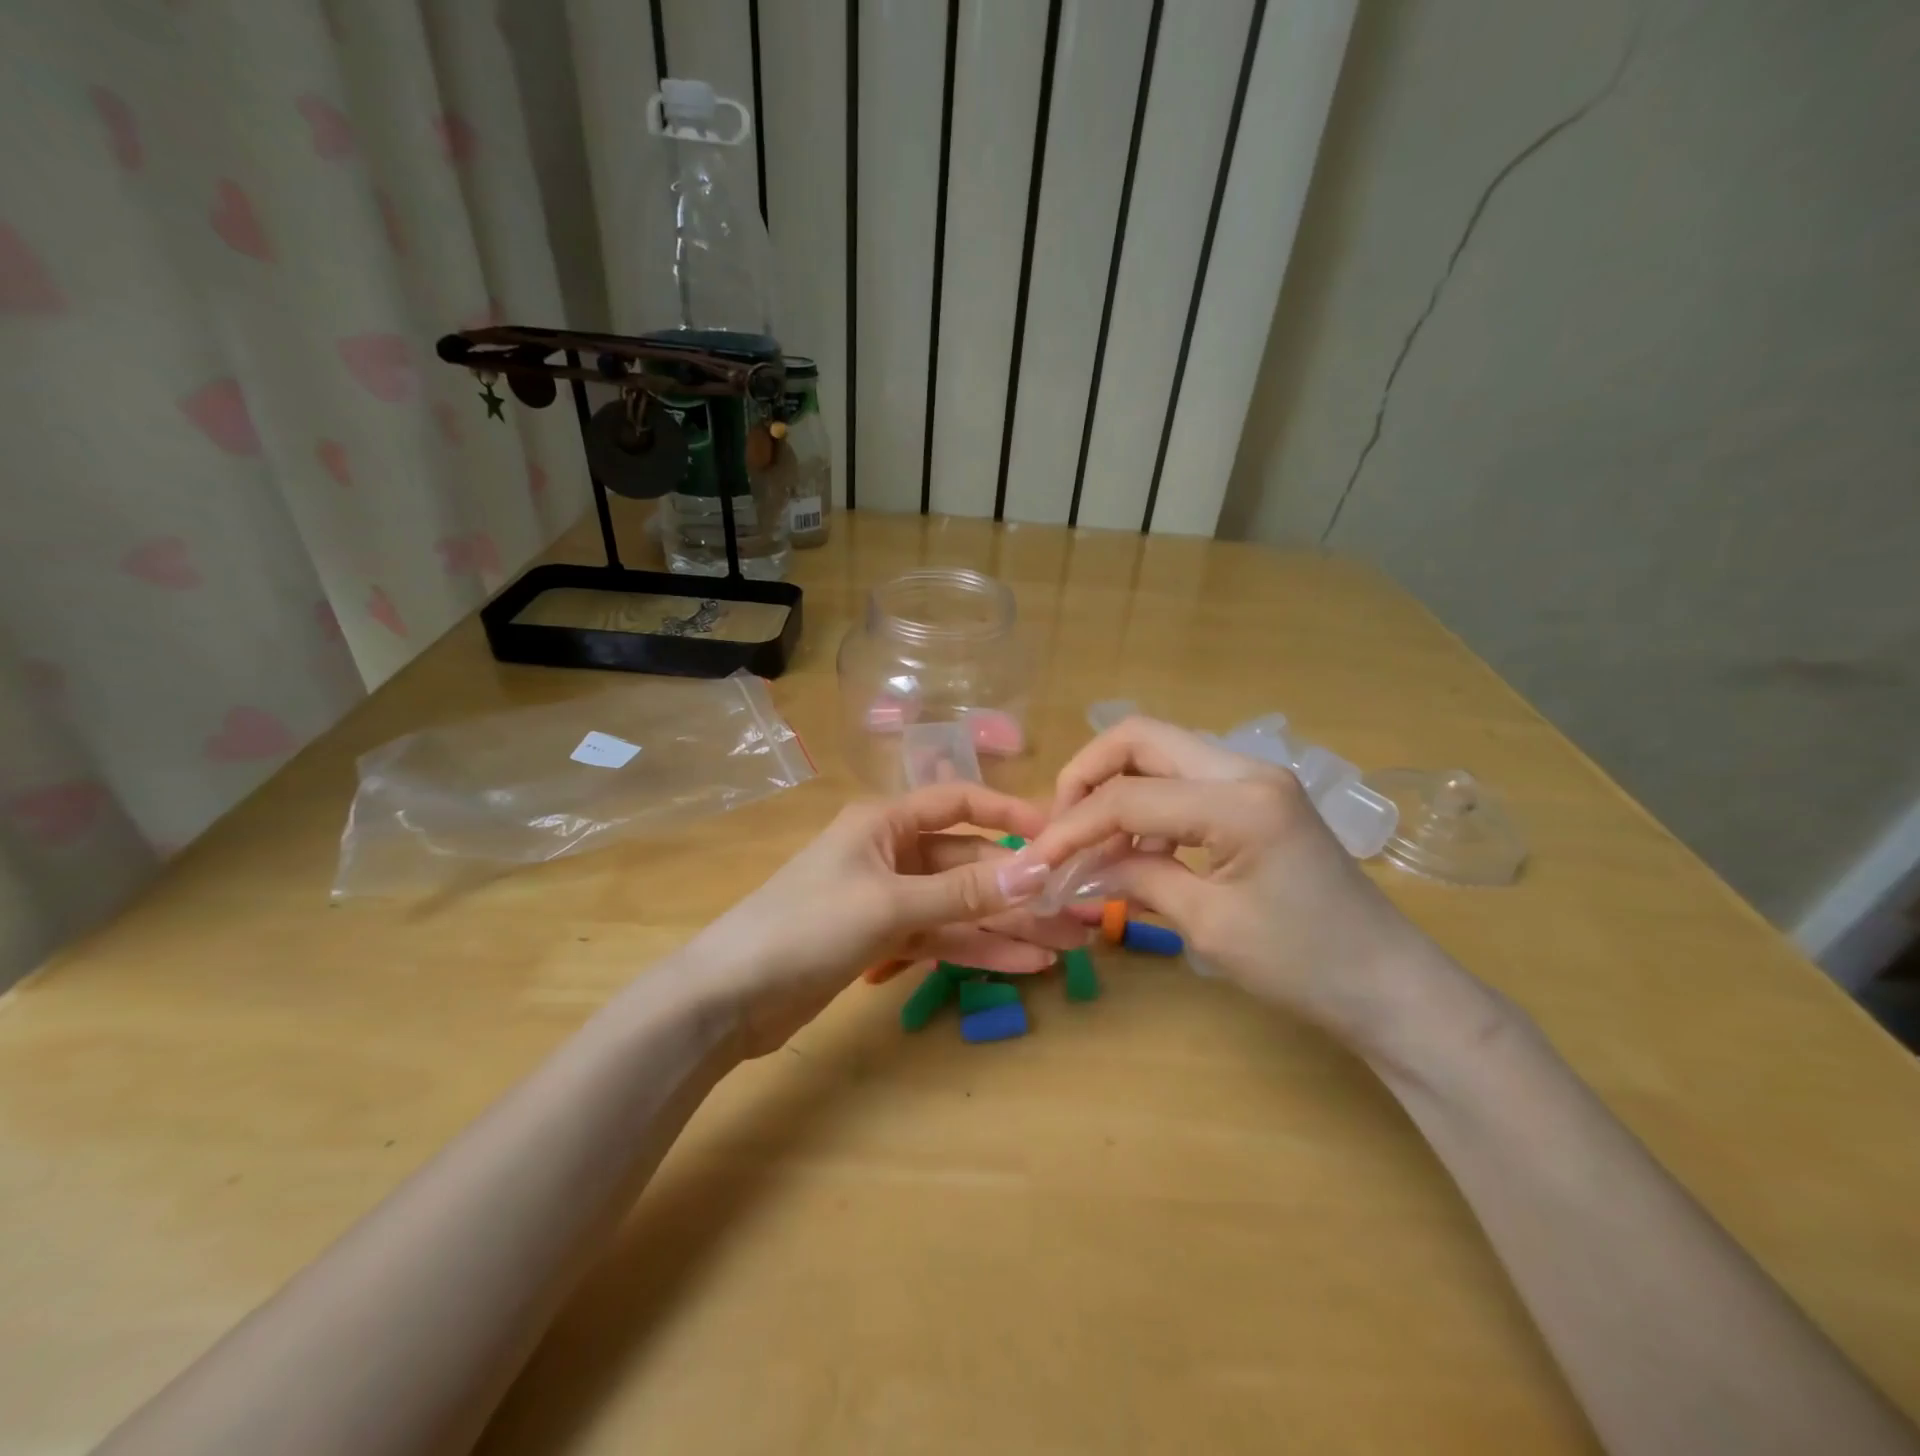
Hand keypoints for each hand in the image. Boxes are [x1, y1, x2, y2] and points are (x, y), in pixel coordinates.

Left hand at [688, 784, 1083, 1056]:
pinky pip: (941, 937)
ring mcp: (887, 899)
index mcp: (885, 822)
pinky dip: (977, 949)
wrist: (728, 998)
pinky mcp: (882, 941)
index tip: (1056, 836)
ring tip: (1064, 945)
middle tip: (1075, 911)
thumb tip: (1038, 870)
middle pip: (967, 863)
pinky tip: (1022, 964)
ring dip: (1008, 924)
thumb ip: (965, 892)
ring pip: (960, 906)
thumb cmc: (805, 927)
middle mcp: (890, 853)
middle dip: (1019, 886)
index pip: (958, 803)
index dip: (1008, 815)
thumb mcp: (890, 904)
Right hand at [1030, 717, 1470, 1053]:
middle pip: (1139, 737)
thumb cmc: (1305, 965)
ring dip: (1115, 788)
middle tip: (1060, 827)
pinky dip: (1145, 805)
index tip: (1035, 861)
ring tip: (1093, 845)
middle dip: (1086, 776)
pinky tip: (1137, 849)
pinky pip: (1182, 780)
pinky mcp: (1257, 797)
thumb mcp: (1208, 925)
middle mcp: (1246, 769)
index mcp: (1240, 800)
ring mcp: (1255, 777)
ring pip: (1159, 752)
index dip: (1071, 826)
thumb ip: (1134, 878)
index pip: (1128, 795)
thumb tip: (1071, 868)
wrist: (1390, 987)